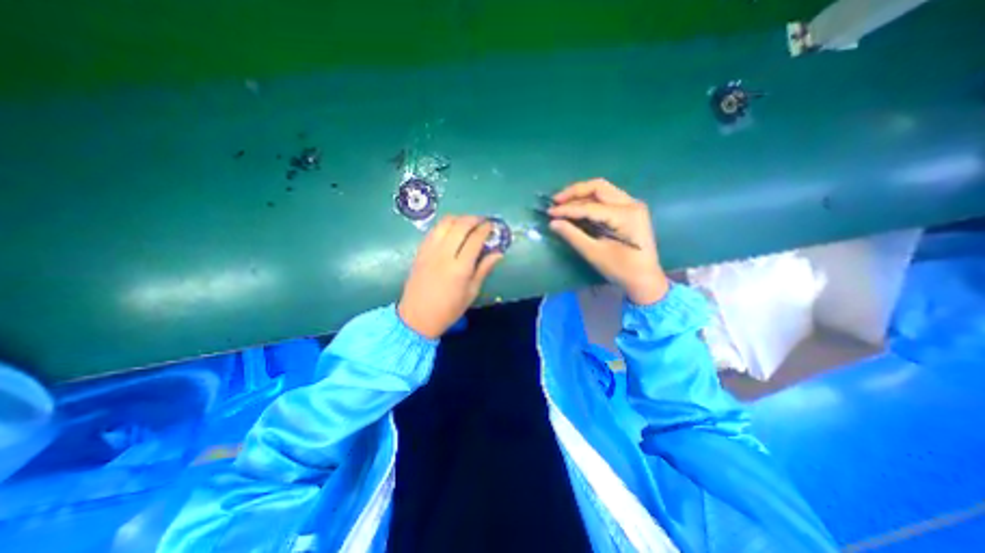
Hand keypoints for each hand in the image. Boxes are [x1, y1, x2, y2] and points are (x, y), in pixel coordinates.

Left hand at [396, 213, 503, 337]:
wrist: (417, 317)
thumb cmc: (449, 309)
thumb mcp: (471, 293)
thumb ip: (484, 269)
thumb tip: (498, 253)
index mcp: (460, 268)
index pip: (475, 239)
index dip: (485, 229)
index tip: (492, 225)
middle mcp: (444, 254)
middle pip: (460, 225)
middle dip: (474, 219)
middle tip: (482, 221)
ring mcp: (429, 251)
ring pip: (445, 223)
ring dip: (459, 219)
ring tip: (467, 224)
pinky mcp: (420, 251)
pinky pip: (434, 230)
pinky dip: (445, 225)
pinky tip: (451, 231)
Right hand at [547, 177, 668, 305]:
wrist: (645, 279)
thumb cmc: (621, 269)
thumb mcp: (595, 253)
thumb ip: (573, 235)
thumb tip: (553, 223)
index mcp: (626, 215)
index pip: (590, 207)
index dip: (568, 209)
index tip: (549, 213)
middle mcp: (631, 204)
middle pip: (598, 187)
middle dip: (575, 192)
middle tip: (556, 201)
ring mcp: (632, 205)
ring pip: (602, 190)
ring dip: (581, 194)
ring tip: (562, 203)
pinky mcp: (629, 211)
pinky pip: (607, 198)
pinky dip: (590, 200)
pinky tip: (577, 207)